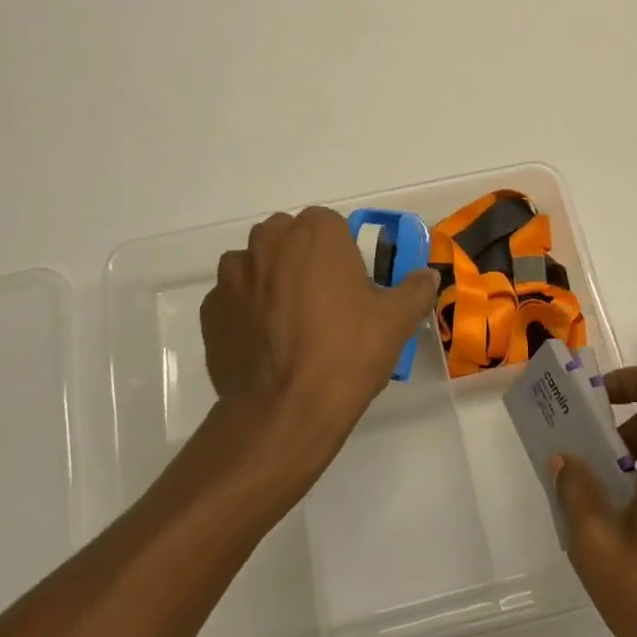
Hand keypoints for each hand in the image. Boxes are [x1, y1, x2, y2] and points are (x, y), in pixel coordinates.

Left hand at [200, 207, 438, 470]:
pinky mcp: (210, 310)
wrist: (285, 412)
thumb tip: (427, 275)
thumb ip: (415, 289)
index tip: (351, 285)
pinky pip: (232, 299)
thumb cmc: (347, 354)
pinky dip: (246, 312)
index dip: (341, 253)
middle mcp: (268, 242)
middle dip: (303, 260)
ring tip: (290, 325)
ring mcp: (233, 275)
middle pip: (288, 238)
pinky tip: (265, 344)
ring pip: (256, 265)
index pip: (329, 224)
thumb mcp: (396, 321)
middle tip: (324, 303)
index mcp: (315, 233)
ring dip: (270, 282)